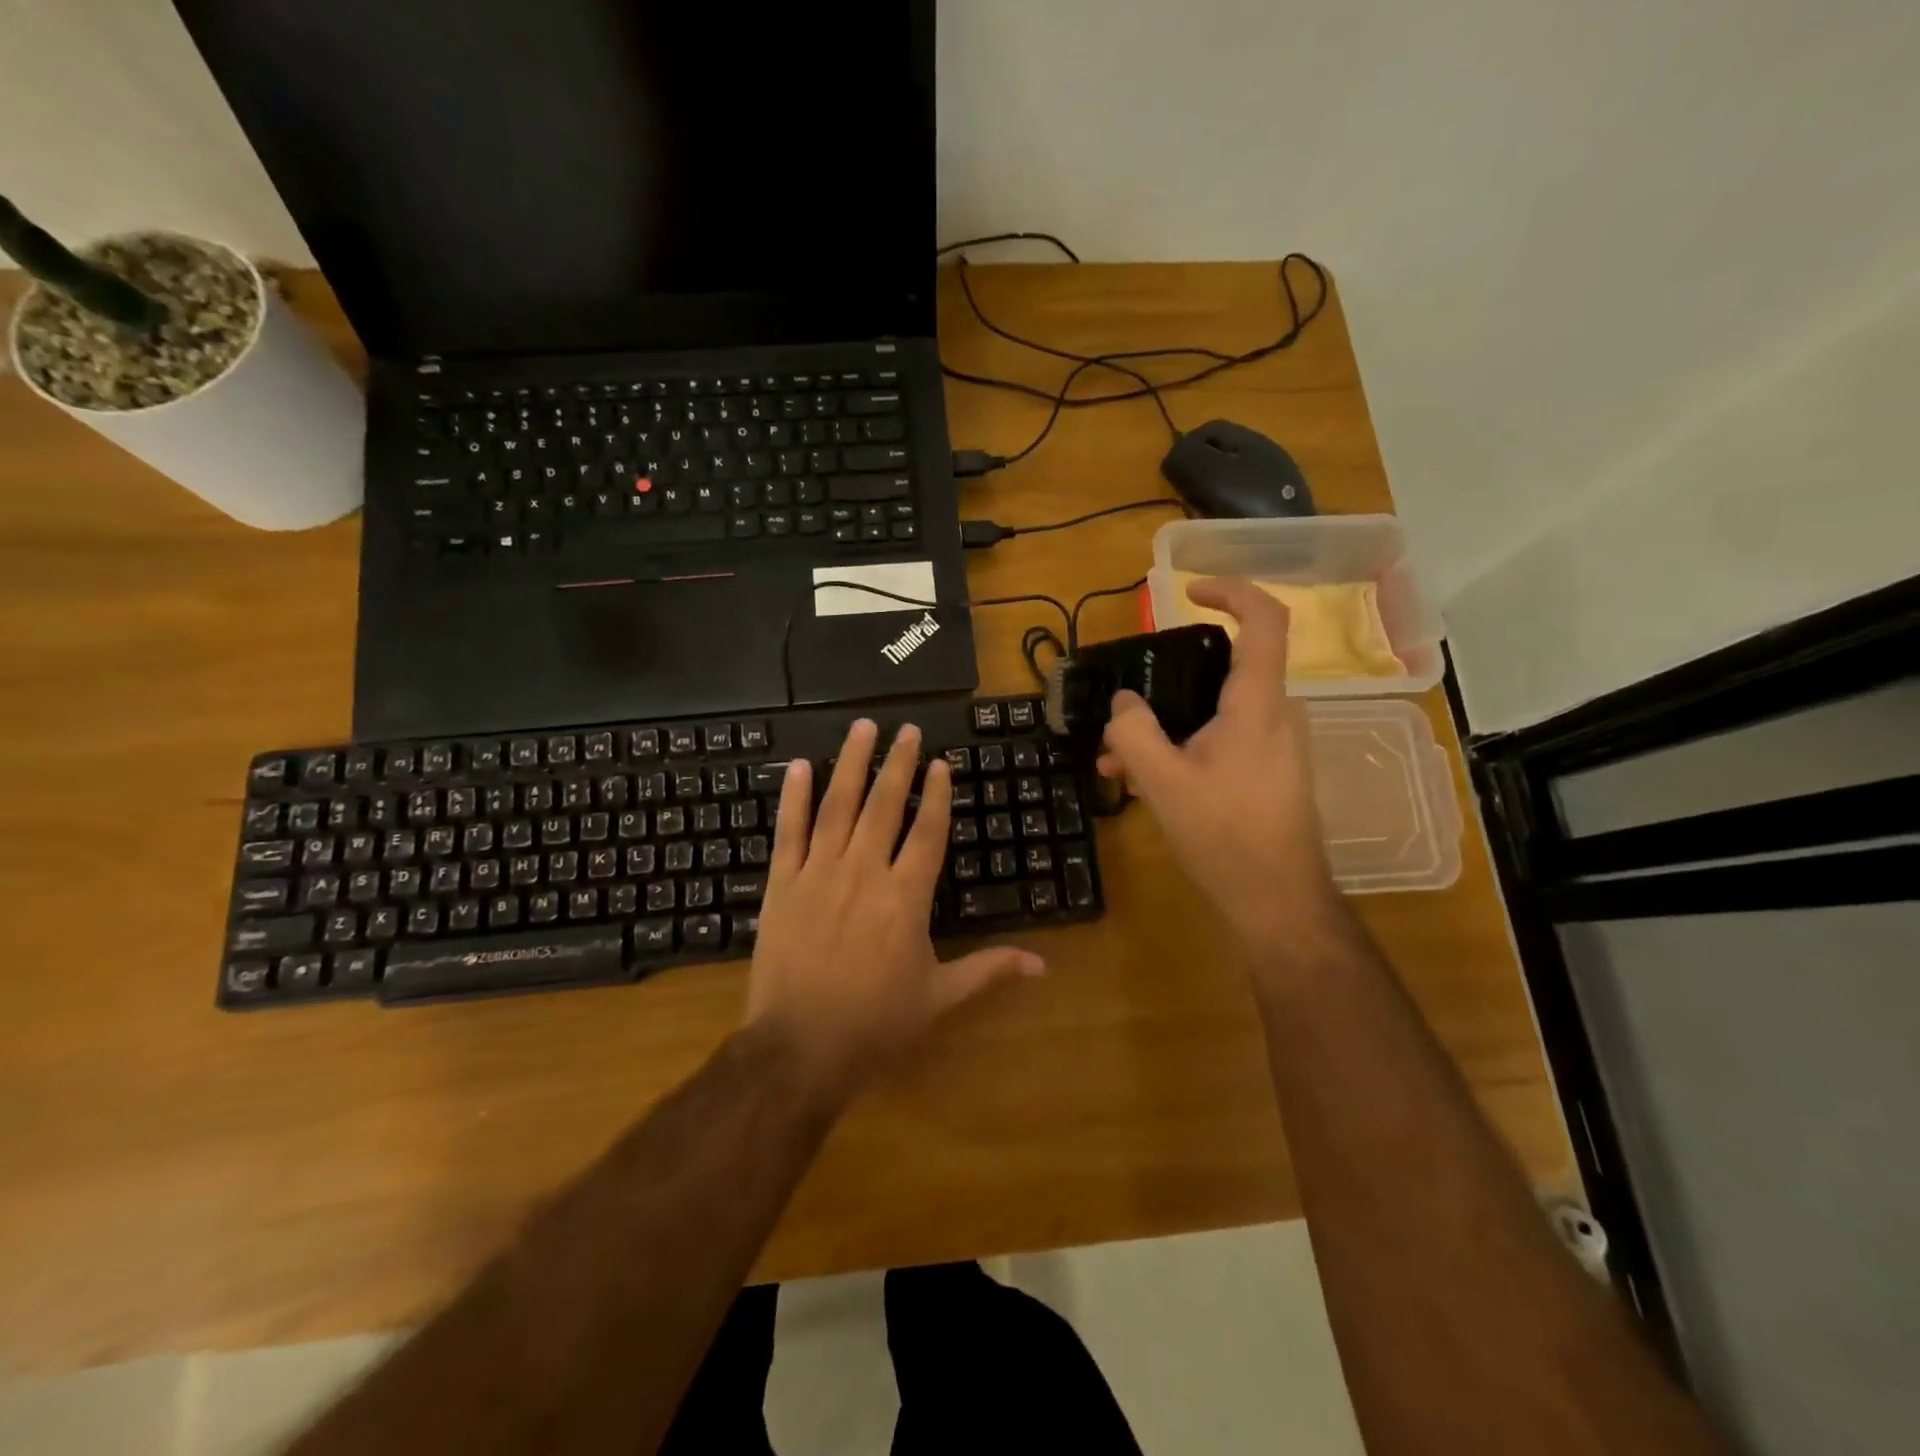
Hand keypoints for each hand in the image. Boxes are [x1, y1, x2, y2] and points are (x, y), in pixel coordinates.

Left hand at [745, 719, 1044, 1101]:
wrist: (799, 1049)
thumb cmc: (876, 1025)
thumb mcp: (939, 999)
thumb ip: (988, 971)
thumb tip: (1043, 965)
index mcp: (906, 897)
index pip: (927, 832)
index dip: (936, 794)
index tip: (940, 763)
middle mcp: (864, 873)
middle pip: (884, 806)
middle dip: (898, 764)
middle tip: (907, 729)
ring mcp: (819, 874)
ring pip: (837, 806)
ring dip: (851, 764)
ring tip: (863, 729)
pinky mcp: (782, 884)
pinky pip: (789, 832)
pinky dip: (794, 797)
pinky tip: (801, 766)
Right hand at [1098, 577, 1338, 950]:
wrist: (1278, 901)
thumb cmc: (1224, 836)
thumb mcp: (1161, 782)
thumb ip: (1133, 732)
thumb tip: (1123, 703)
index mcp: (1257, 704)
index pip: (1264, 620)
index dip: (1231, 591)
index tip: (1188, 593)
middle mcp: (1277, 714)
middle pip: (1223, 670)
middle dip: (1164, 686)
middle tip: (1121, 713)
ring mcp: (1279, 744)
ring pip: (1216, 711)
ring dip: (1166, 726)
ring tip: (1117, 763)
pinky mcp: (1272, 770)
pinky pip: (1225, 738)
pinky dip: (1185, 747)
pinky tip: (1148, 784)